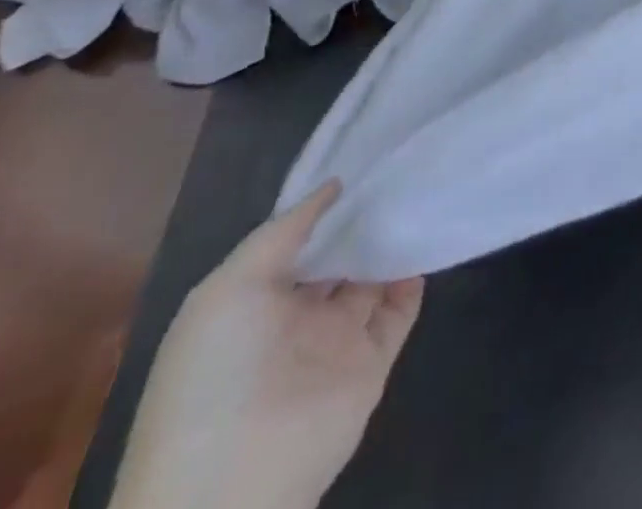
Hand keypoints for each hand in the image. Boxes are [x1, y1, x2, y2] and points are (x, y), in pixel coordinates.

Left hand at [110, 180, 424, 508]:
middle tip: (402, 171)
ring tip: (421, 196)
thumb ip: (283, 232)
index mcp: (253, 304)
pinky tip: (426, 242)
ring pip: (373, 279)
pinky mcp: (371, 363)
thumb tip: (335, 186)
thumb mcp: (229, 288)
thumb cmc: (216, 374)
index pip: (299, 245)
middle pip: (340, 258)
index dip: (327, 209)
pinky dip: (414, 278)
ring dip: (393, 244)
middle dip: (365, 221)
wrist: (233, 480)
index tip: (364, 164)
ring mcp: (335, 343)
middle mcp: (295, 320)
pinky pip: (400, 311)